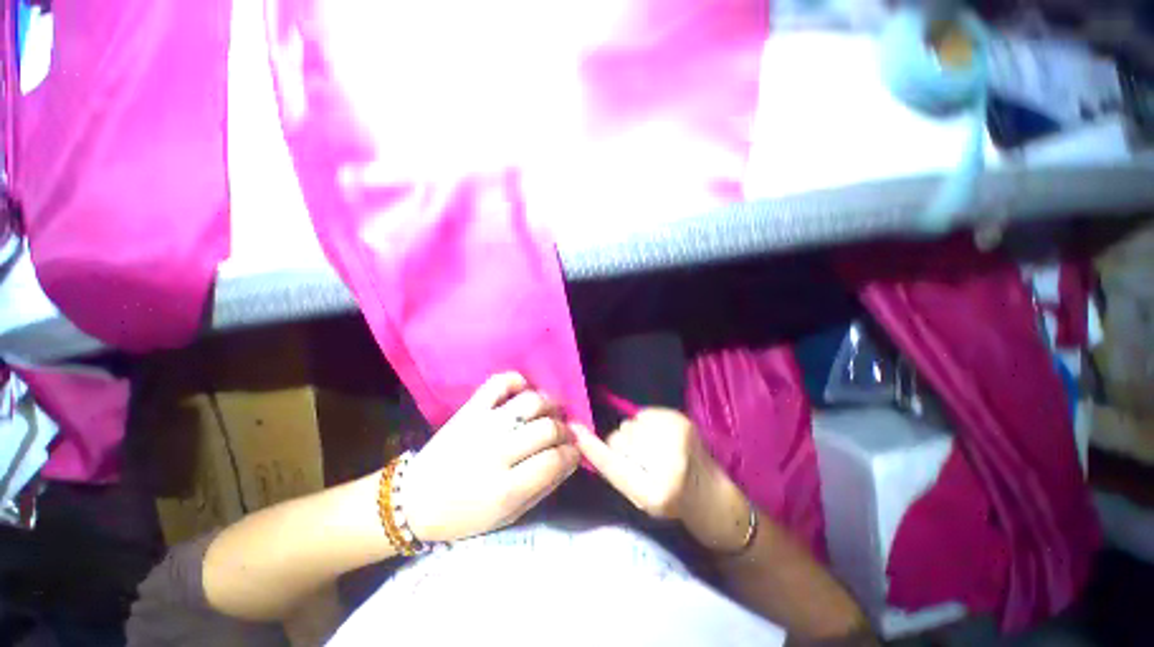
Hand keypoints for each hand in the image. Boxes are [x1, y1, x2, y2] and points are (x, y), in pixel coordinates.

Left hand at [402, 373, 579, 542]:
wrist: (413, 500)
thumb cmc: (464, 516)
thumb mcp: (508, 516)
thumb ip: (543, 487)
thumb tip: (570, 459)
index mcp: (505, 489)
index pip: (555, 460)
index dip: (573, 453)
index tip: (574, 451)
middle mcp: (496, 452)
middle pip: (548, 428)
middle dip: (565, 430)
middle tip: (563, 433)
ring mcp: (482, 425)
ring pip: (531, 402)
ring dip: (549, 404)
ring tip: (549, 413)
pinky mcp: (470, 409)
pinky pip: (500, 383)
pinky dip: (518, 381)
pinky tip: (524, 392)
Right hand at [573, 409, 752, 552]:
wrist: (715, 499)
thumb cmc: (675, 505)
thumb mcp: (641, 500)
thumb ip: (616, 471)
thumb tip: (590, 440)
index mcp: (655, 493)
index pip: (612, 463)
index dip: (591, 446)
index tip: (575, 431)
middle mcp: (669, 461)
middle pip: (619, 438)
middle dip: (623, 447)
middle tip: (642, 462)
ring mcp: (678, 435)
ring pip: (630, 424)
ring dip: (635, 434)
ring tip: (655, 450)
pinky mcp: (683, 419)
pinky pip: (644, 414)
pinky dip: (647, 423)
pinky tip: (663, 438)